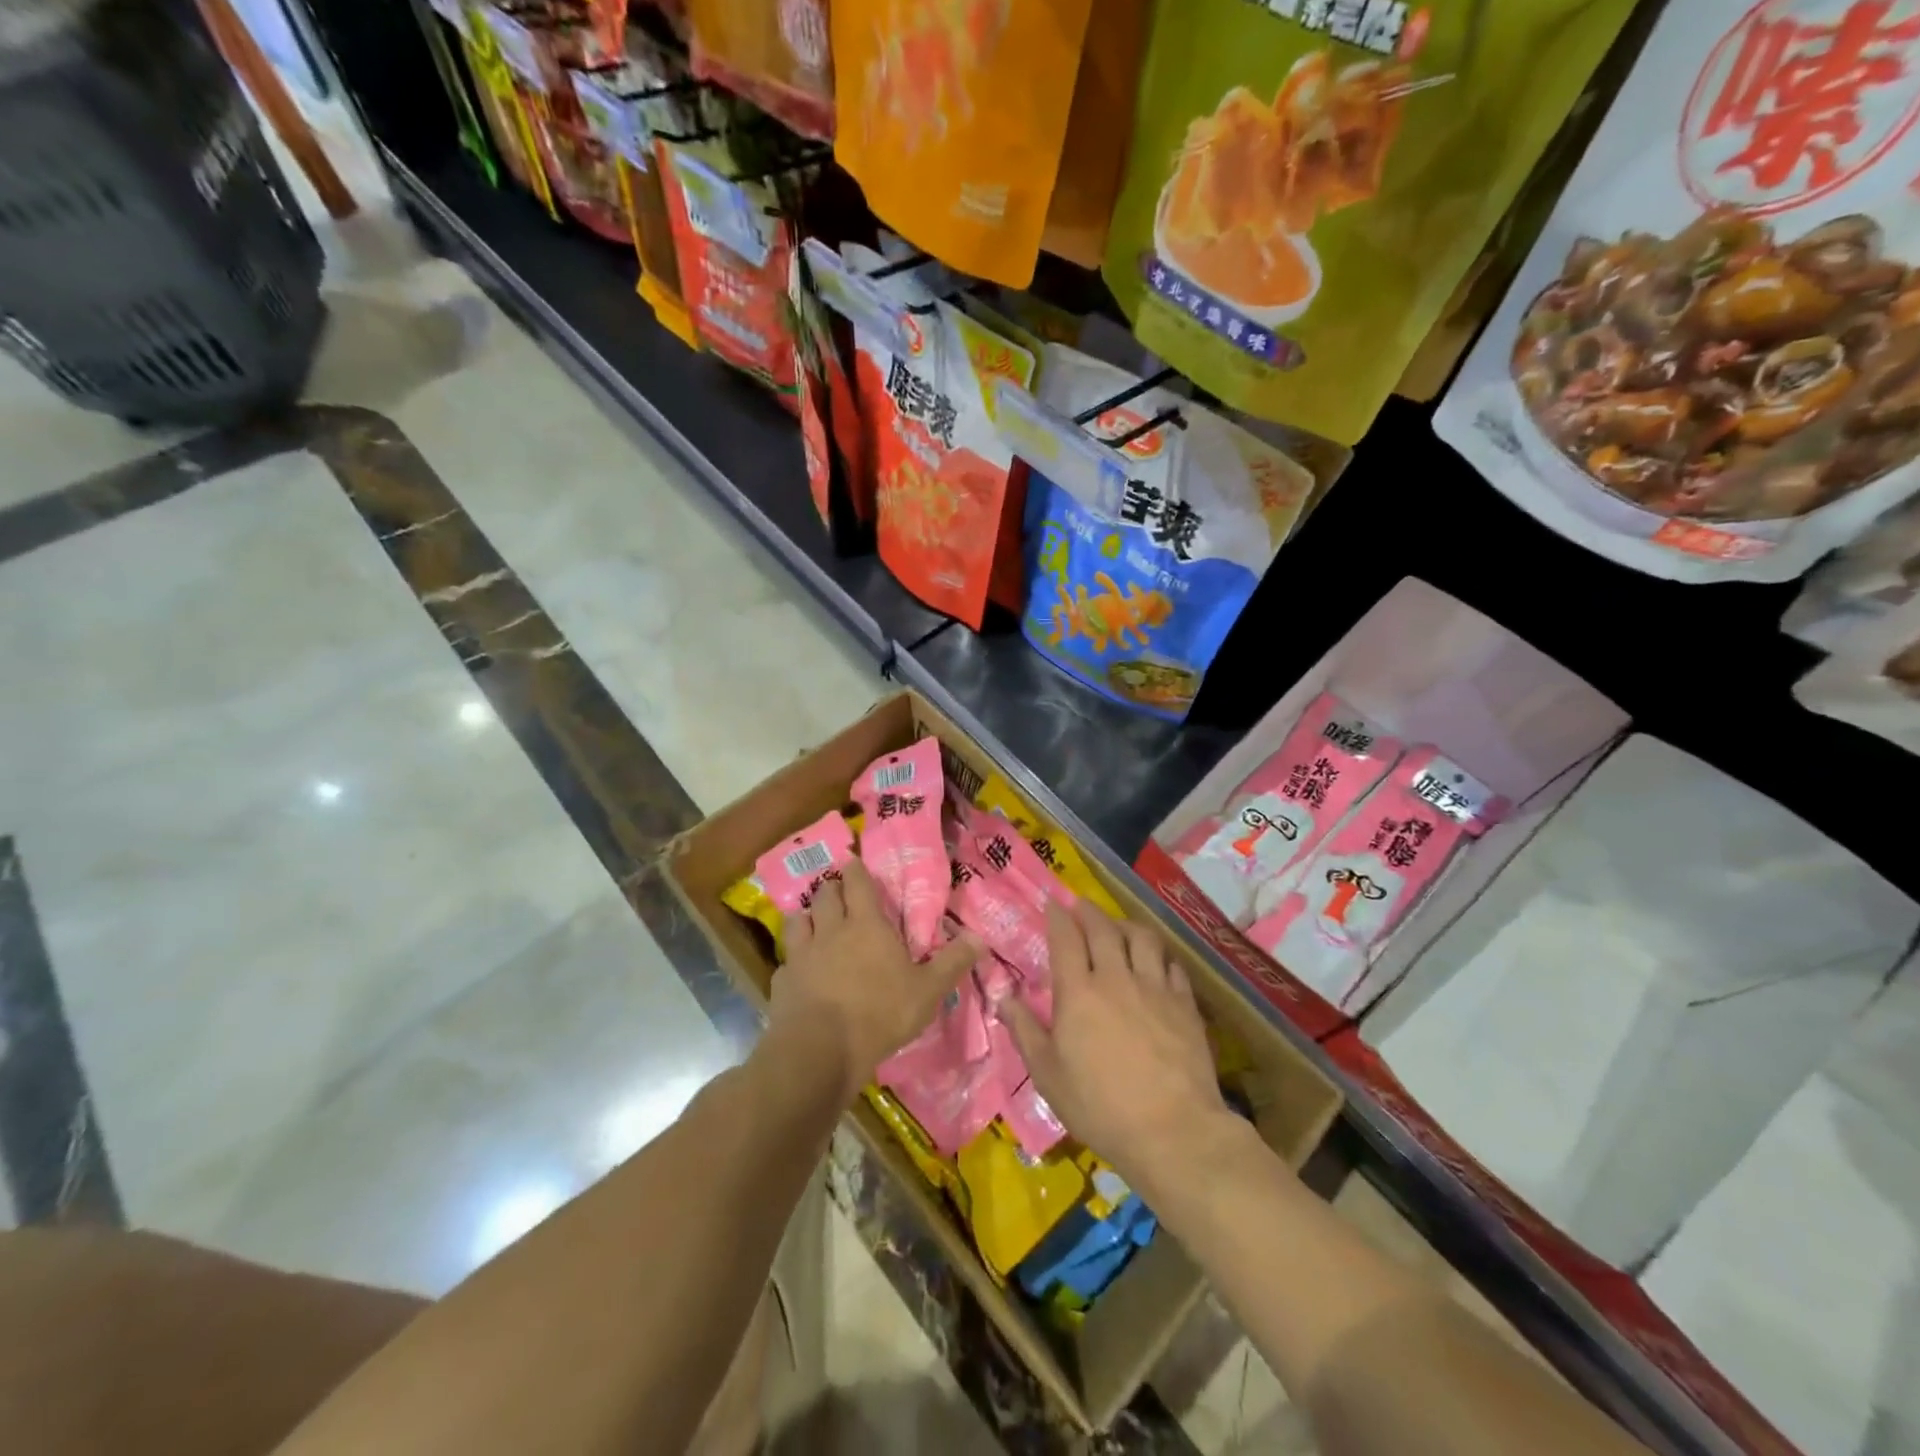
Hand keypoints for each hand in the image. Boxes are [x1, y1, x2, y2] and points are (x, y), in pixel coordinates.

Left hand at [772, 860, 977, 1100]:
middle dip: (831, 888)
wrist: (820, 1050)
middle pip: (825, 895)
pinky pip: (787, 960)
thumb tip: (981, 938)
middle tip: (838, 891)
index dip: (855, 870)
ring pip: (798, 919)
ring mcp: (802, 954)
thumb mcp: (927, 991)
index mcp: (866, 925)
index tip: (853, 861)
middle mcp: (831, 930)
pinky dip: (793, 959)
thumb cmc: (880, 1013)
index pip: (857, 883)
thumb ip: (952, 963)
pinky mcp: (782, 981)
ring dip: (806, 915)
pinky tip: (799, 971)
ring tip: (813, 920)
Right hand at [999, 902, 1228, 1193]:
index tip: (1053, 904)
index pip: (1066, 938)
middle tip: (1081, 906)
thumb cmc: (1100, 1106)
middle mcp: (1116, 977)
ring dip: (1126, 925)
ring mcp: (1155, 987)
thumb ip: (1024, 1030)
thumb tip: (1002, 996)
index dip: (1058, 916)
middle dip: (1089, 911)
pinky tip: (1156, 962)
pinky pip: (1171, 964)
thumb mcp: (1048, 1075)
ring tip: (1119, 927)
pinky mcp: (1185, 1003)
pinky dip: (1159, 955)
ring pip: (1143, 937)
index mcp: (1078, 992)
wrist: (1172, 1130)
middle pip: (1103, 929)